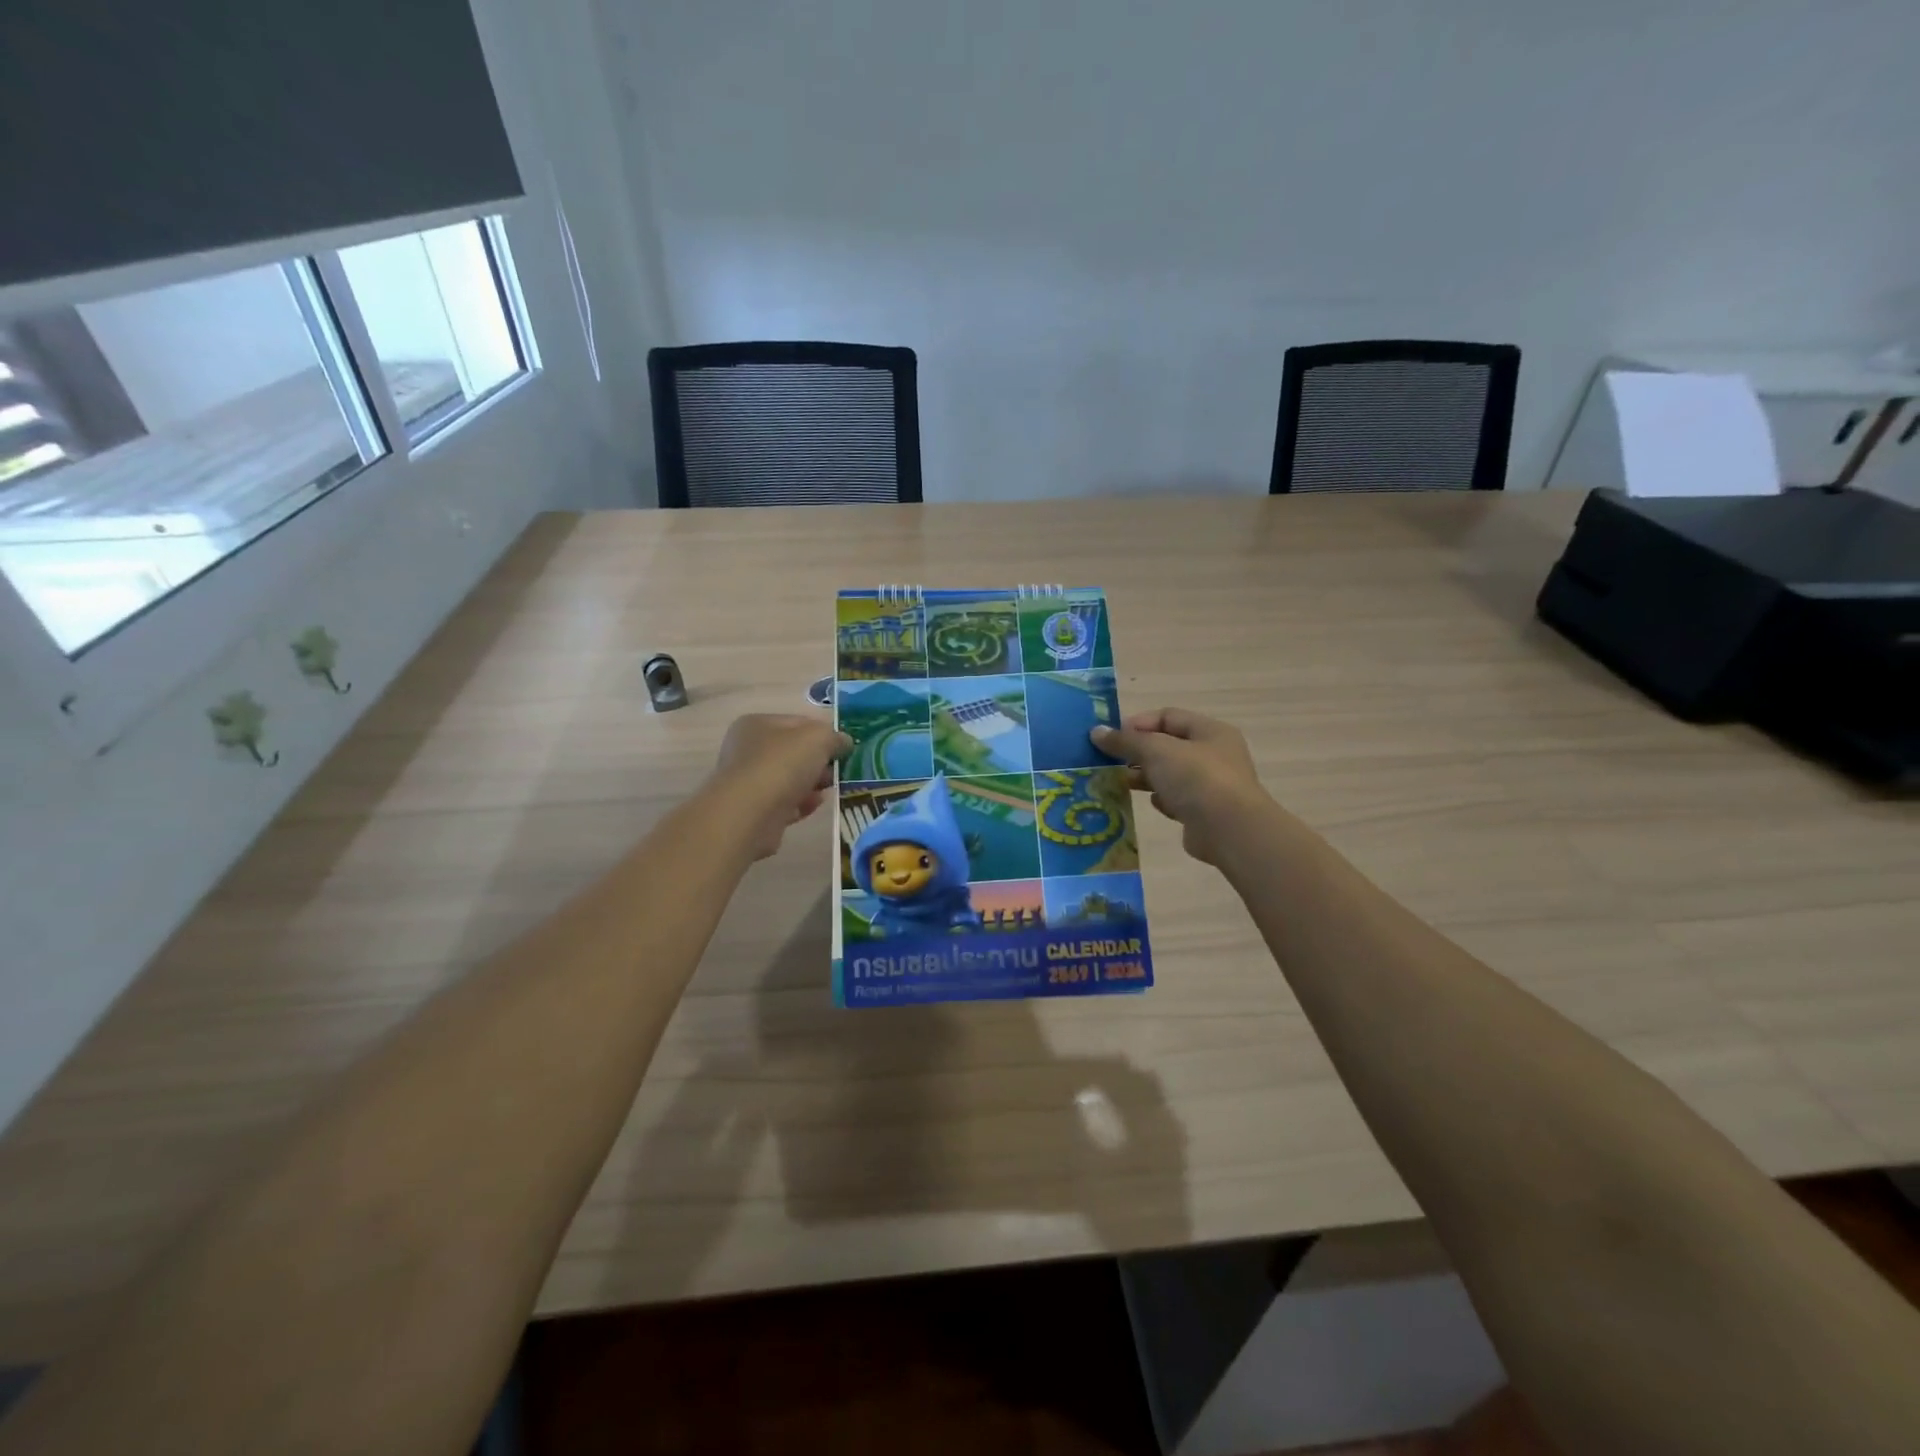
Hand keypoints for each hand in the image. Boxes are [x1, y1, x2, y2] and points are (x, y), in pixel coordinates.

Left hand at [710, 714, 850, 860]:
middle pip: (794, 753)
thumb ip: (835, 737)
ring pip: (790, 779)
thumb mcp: (818, 739)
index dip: (824, 733)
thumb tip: (844, 742)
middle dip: (819, 762)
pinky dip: (800, 804)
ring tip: (827, 791)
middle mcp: (747, 750)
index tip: (843, 748)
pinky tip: (812, 807)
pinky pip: (784, 803)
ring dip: (811, 785)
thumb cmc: (782, 765)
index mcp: (757, 724)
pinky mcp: (753, 811)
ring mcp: (748, 782)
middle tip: (836, 771)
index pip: (798, 723)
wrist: (749, 815)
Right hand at [1092, 708, 1267, 865]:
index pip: (1168, 716)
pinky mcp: (1204, 812)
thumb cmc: (1195, 778)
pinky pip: (1176, 799)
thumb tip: (1096, 732)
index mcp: (1209, 731)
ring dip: (1145, 777)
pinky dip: (1161, 799)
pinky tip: (1151, 803)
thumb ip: (1126, 740)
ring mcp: (1211, 784)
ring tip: (1120, 782)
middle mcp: (1214, 754)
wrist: (1229, 830)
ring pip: (1170, 774)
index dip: (1138, 723)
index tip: (1112, 737)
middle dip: (1138, 752)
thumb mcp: (1156, 751)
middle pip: (1168, 746)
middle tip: (1110, 761)